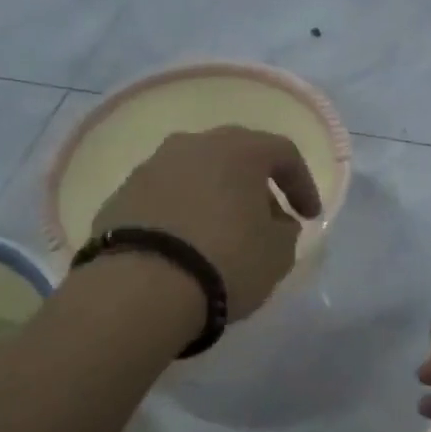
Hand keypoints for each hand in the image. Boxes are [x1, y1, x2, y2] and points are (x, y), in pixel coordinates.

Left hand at [90, 126, 322, 321]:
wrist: (140, 287)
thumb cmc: (225, 261)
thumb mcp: (278, 254)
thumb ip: (285, 230)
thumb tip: (275, 222)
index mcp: (238, 150)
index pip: (283, 153)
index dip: (302, 184)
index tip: (309, 216)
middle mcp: (193, 145)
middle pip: (235, 156)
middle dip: (256, 186)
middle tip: (267, 220)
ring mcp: (151, 167)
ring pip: (196, 173)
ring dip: (216, 197)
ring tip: (223, 234)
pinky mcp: (121, 194)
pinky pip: (165, 197)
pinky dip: (182, 213)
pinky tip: (185, 245)